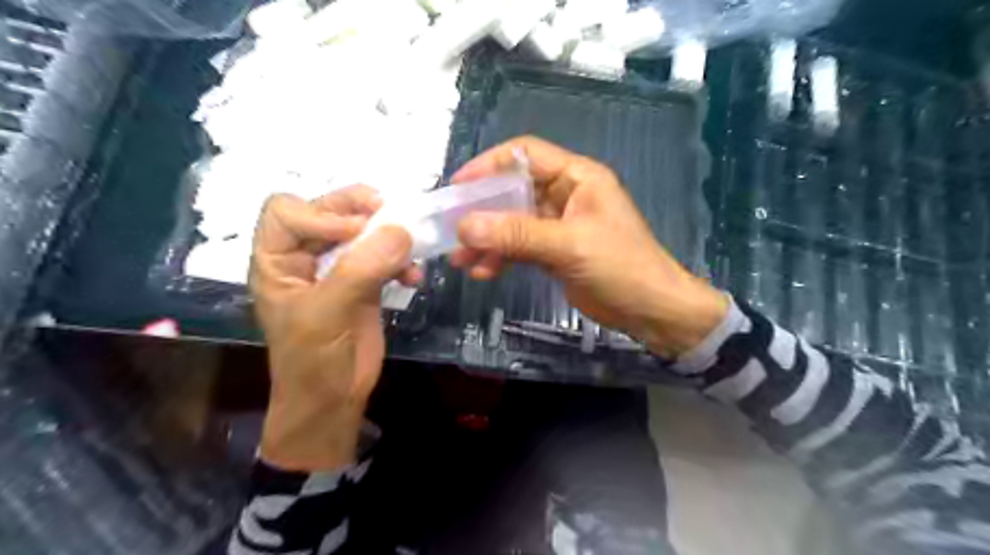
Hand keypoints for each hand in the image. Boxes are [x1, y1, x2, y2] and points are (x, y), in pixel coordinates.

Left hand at [251, 184, 417, 468]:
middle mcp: (304, 259)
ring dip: (387, 234)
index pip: (287, 212)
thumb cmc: (313, 361)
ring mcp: (337, 271)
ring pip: (360, 233)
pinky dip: (402, 262)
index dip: (321, 212)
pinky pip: (385, 259)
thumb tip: (401, 230)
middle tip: (388, 209)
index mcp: (276, 261)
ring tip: (410, 243)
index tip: (357, 230)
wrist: (334, 400)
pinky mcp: (365, 285)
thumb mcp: (328, 313)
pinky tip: (414, 278)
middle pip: (327, 212)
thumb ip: (361, 269)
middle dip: (358, 209)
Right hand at [451, 137, 725, 357]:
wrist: (651, 311)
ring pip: (513, 222)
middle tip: (452, 229)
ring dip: (488, 239)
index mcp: (577, 177)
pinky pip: (520, 246)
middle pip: (513, 190)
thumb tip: (465, 227)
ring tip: (462, 259)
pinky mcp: (554, 251)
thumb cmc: (621, 267)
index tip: (457, 187)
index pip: (525, 154)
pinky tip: (484, 272)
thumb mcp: (568, 246)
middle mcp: (565, 194)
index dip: (489, 165)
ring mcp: (558, 224)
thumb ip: (517, 235)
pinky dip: (501, 257)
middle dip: (482, 210)